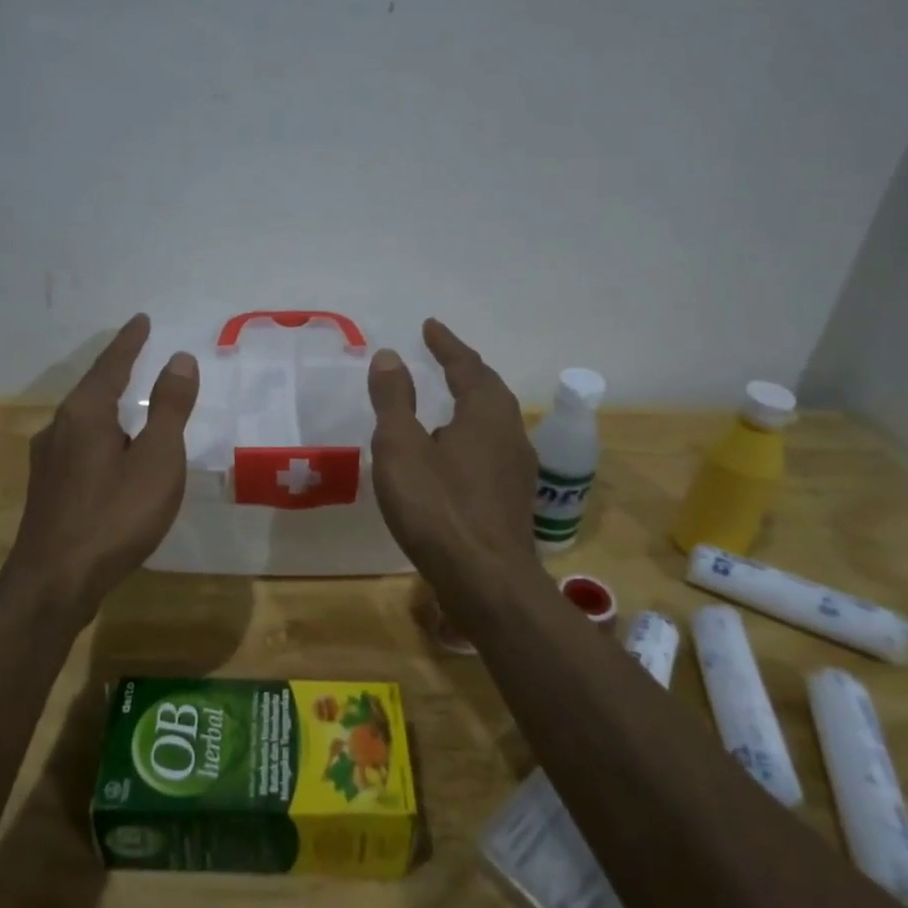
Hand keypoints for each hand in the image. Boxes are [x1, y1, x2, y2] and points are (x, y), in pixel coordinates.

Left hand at [7, 314, 199, 611]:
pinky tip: (108, 454)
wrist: (54, 582)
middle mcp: (59, 427)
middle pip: (92, 389)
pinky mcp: (46, 489)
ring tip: (128, 403)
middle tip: (137, 354)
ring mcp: (47, 460)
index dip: (130, 341)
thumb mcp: (157, 459)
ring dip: (106, 405)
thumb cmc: (115, 515)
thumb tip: (180, 358)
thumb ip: (170, 408)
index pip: (112, 364)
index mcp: (85, 413)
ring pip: (82, 420)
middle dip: (116, 370)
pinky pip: (78, 445)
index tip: (142, 320)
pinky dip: (100, 434)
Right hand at [366, 319, 537, 586]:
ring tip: (445, 400)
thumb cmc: (438, 507)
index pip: (467, 366)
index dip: (446, 345)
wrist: (486, 581)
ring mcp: (517, 469)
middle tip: (440, 357)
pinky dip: (471, 435)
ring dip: (470, 403)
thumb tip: (390, 356)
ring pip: (493, 421)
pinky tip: (453, 454)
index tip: (429, 326)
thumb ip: (394, 400)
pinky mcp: (513, 498)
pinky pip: (492, 448)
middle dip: (464, 370)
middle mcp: (510, 433)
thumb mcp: (401, 447)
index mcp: (486, 413)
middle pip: (488, 390)